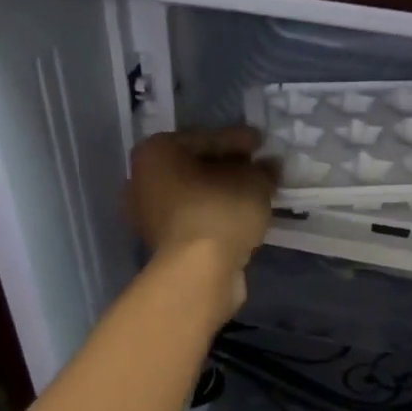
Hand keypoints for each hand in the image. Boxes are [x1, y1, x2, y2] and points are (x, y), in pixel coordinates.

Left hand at [126, 126, 278, 280]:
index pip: (205, 138)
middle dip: (227, 168)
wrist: (198, 271)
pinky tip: (239, 219)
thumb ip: (263, 170)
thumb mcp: (253, 181)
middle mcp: (142, 180)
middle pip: (195, 168)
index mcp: (155, 152)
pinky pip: (195, 220)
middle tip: (258, 170)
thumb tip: (269, 167)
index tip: (262, 145)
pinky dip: (215, 217)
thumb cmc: (219, 211)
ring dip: (222, 195)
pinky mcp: (162, 246)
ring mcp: (148, 216)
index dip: (238, 140)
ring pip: (194, 197)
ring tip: (253, 197)